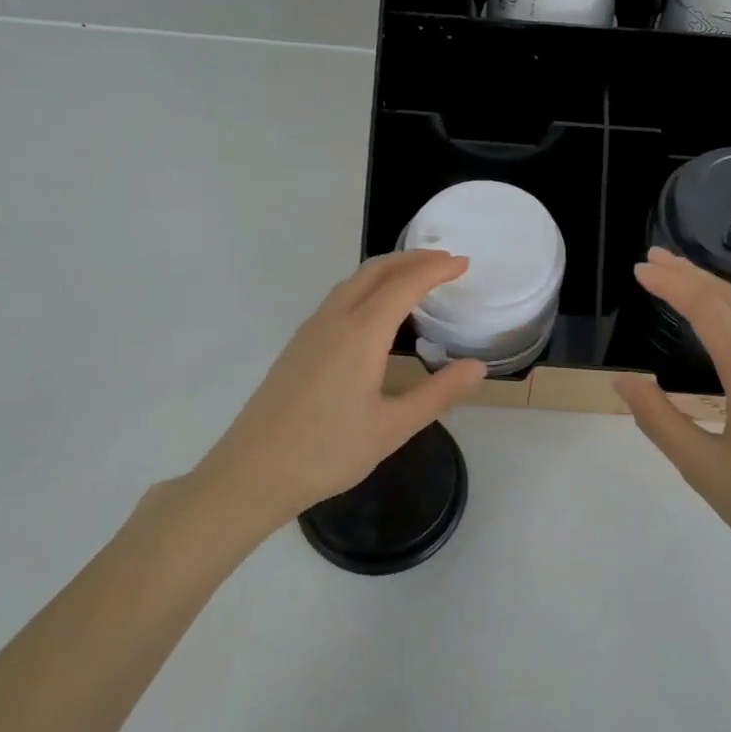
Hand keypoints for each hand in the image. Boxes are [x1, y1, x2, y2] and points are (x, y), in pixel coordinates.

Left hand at [189, 250, 486, 530]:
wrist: (253, 472)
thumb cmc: (328, 452)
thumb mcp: (393, 428)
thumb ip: (438, 393)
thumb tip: (477, 367)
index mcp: (361, 334)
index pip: (405, 285)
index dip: (436, 269)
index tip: (464, 263)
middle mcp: (334, 321)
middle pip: (375, 271)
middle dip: (412, 259)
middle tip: (445, 261)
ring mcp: (311, 331)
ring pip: (352, 282)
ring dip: (387, 271)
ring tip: (415, 279)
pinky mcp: (298, 346)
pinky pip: (338, 299)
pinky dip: (367, 288)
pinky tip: (375, 313)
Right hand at [612, 249, 730, 598]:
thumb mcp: (704, 469)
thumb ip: (659, 420)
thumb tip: (625, 382)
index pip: (708, 309)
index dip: (671, 284)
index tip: (640, 269)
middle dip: (690, 274)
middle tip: (653, 260)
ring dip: (712, 292)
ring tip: (677, 281)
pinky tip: (717, 326)